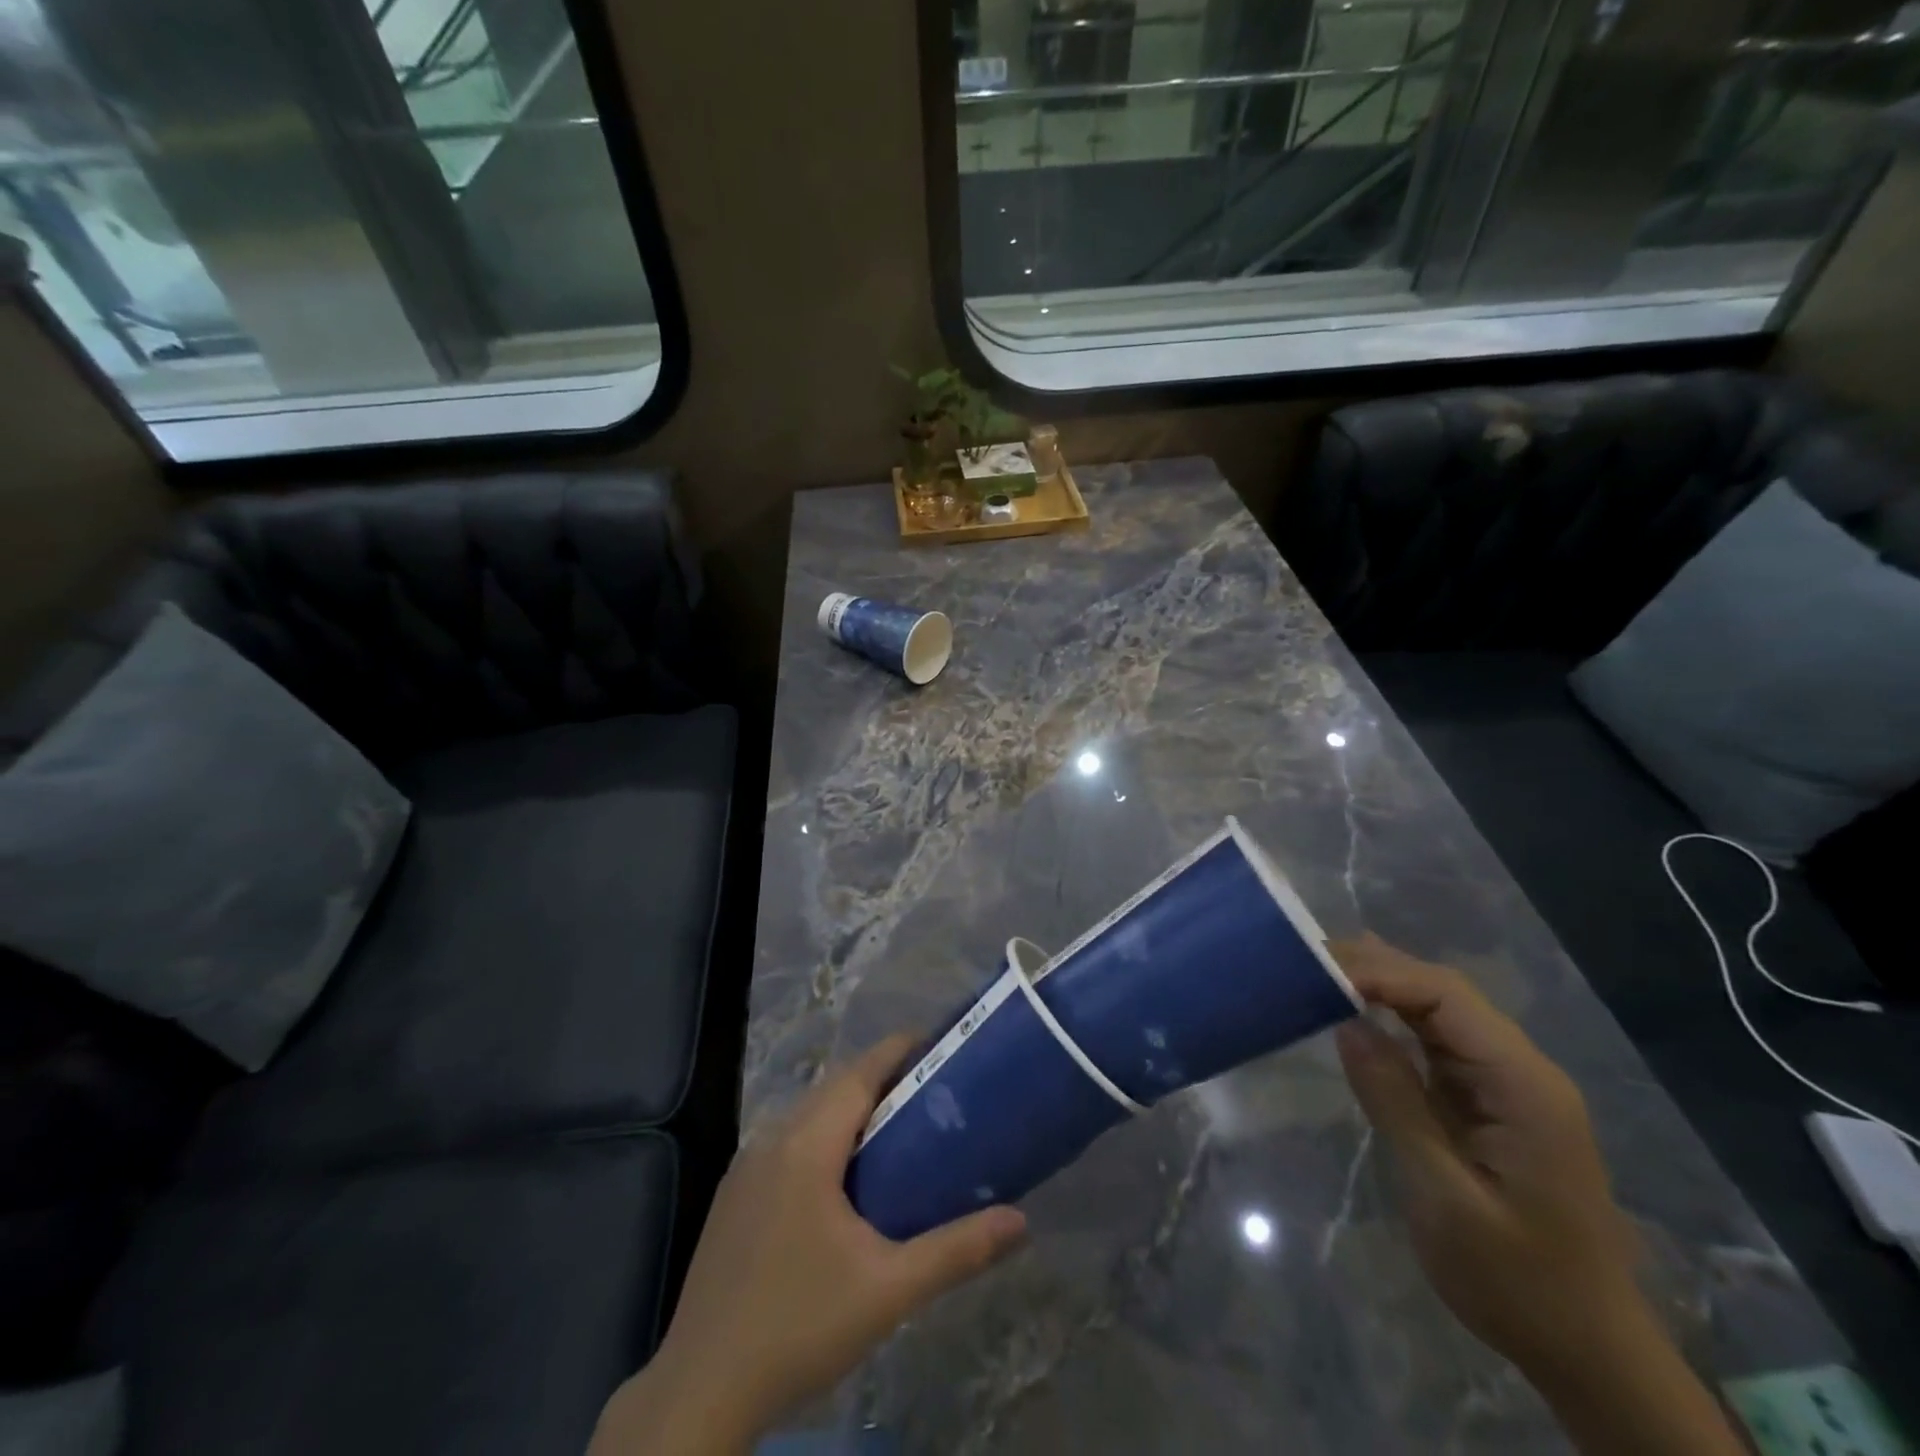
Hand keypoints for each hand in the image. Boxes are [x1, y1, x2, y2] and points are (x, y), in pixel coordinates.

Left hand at [590, 1036, 1027, 1455]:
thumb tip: (1022, 1222)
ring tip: (899, 1126)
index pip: (860, 1072)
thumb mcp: (889, 1290)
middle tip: (933, 1088)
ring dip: (852, 1108)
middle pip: (835, 1087)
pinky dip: (824, 1135)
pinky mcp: (735, 1194)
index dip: (899, 1049)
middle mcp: (773, 1138)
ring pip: (809, 1114)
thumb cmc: (800, 1327)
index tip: (939, 1042)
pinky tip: (844, 1176)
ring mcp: (747, 1166)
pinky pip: (788, 1140)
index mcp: (807, 1145)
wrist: (700, 1390)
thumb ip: (957, 1250)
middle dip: (883, 1078)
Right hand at [1329, 936, 1743, 1455]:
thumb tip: (1347, 1024)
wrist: (1589, 1352)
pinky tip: (1357, 1012)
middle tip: (1305, 959)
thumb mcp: (1443, 1195)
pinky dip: (1394, 1019)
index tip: (1316, 969)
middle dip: (1376, 969)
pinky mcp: (1491, 1101)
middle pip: (1444, 993)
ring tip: (1319, 971)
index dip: (1380, 972)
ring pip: (1440, 1011)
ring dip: (1382, 987)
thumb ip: (1395, 1102)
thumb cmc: (1517, 1281)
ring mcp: (1508, 1084)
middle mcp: (1521, 1070)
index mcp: (1523, 1085)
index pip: (1446, 996)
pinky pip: (1438, 1042)